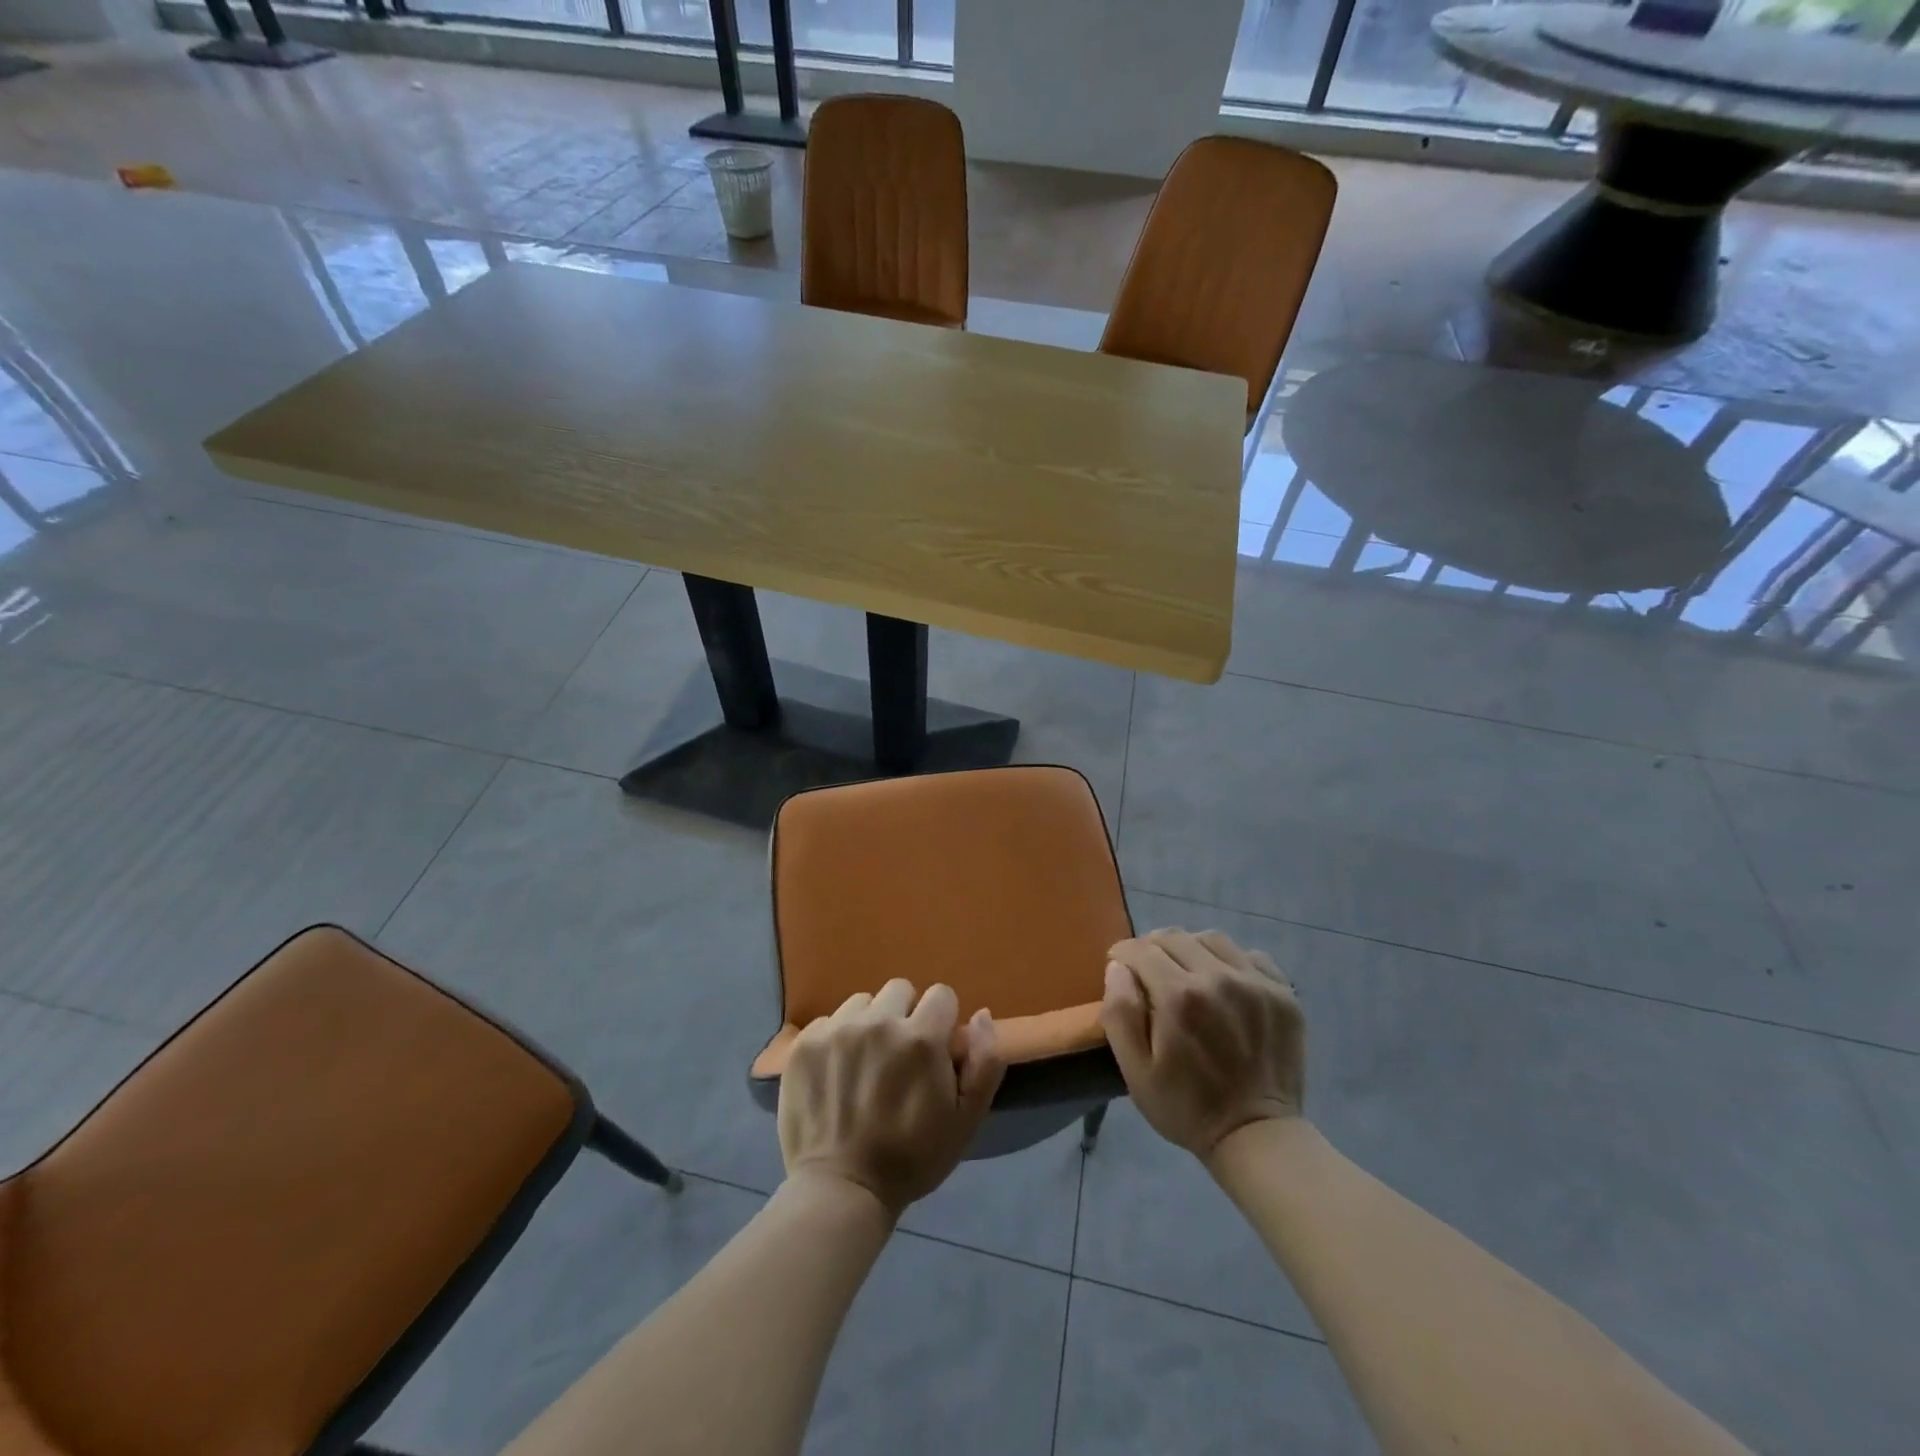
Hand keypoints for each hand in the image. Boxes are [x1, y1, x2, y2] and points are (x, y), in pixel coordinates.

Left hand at [778, 979, 1005, 1218]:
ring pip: (863, 1003)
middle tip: (898, 1058)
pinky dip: (836, 1040)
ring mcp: (837, 1030)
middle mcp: (879, 1022)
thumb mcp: (966, 1120)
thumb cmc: (912, 1158)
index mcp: (922, 1038)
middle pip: (900, 990)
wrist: (841, 1190)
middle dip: (906, 1016)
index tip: (934, 1052)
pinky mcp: (806, 1043)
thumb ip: (985, 1062)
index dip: (942, 1022)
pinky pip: (829, 1021)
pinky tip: (837, 1073)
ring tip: (865, 1064)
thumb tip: (982, 1014)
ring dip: (870, 1024)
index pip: (941, 995)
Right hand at [1101, 928, 1303, 1160]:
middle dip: (1152, 948)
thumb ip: (1120, 1013)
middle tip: (1148, 972)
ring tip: (1186, 973)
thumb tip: (1118, 967)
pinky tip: (1225, 984)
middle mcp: (1217, 977)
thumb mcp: (1135, 1071)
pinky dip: (1231, 961)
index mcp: (1178, 996)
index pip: (1140, 950)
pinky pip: (1249, 955)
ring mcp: (1255, 982)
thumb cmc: (1186, 1107)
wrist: (1257, 1136)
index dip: (1123, 955)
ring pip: (1211, 939)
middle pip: (1174, 937)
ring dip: (1190, 949)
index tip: (1120, 968)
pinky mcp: (1283, 992)